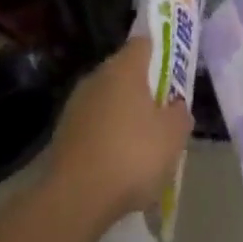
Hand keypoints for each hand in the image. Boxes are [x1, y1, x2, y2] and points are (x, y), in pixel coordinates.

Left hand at [49, 37, 191, 224]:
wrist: (75, 198)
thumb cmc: (132, 155)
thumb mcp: (173, 136)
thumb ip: (180, 114)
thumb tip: (176, 106)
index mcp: (124, 68)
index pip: (143, 44)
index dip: (160, 54)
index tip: (172, 74)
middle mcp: (97, 77)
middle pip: (124, 73)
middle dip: (142, 90)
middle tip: (161, 115)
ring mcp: (76, 105)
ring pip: (107, 101)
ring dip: (122, 116)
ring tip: (140, 147)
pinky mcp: (62, 134)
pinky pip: (93, 127)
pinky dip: (105, 139)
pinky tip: (117, 166)